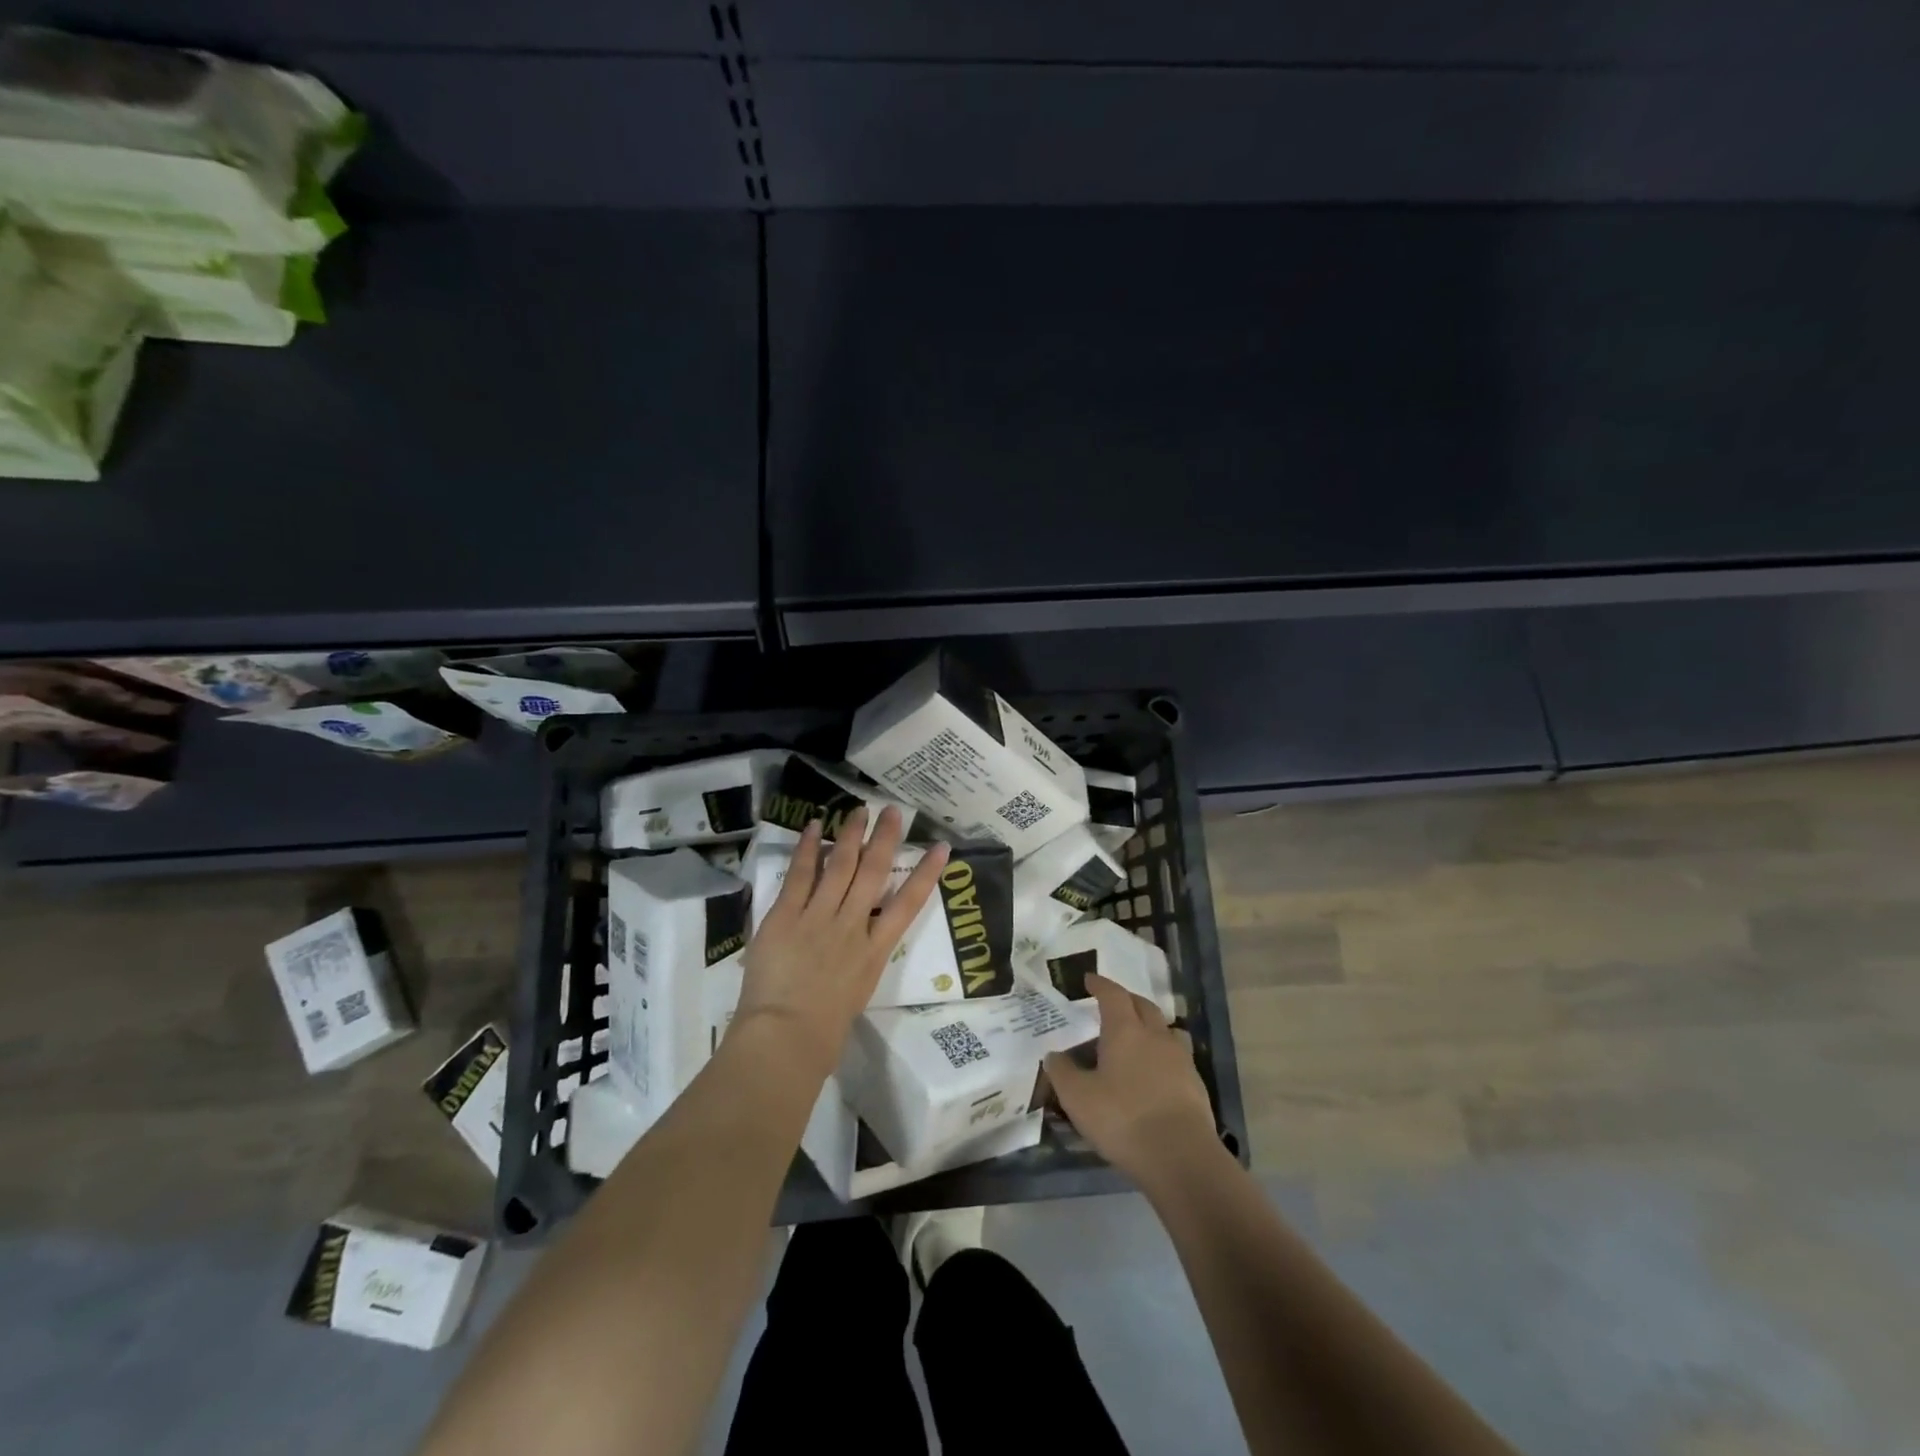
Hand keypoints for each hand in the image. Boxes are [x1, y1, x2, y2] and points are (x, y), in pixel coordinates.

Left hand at [734, 807, 948, 1079]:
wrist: (788, 1037)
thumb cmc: (825, 1030)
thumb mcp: (857, 991)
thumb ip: (859, 960)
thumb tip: (857, 941)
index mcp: (875, 950)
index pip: (908, 904)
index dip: (926, 873)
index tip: (941, 847)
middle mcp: (853, 926)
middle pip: (874, 874)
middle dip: (885, 839)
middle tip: (893, 811)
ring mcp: (820, 918)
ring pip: (841, 866)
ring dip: (851, 835)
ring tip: (859, 810)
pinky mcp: (787, 917)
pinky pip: (800, 875)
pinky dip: (808, 849)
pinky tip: (815, 826)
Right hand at [1046, 974, 1218, 1184]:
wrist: (1181, 1157)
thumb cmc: (1123, 1119)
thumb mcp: (1078, 1098)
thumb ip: (1062, 1072)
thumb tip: (1054, 1055)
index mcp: (1125, 1030)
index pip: (1113, 994)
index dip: (1100, 985)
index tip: (1089, 980)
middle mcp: (1155, 1035)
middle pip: (1142, 1005)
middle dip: (1126, 1000)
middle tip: (1111, 1004)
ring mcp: (1180, 1059)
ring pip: (1164, 1029)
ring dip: (1148, 1026)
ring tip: (1135, 1038)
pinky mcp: (1195, 1084)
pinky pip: (1176, 1056)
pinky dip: (1161, 1054)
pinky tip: (1153, 1074)